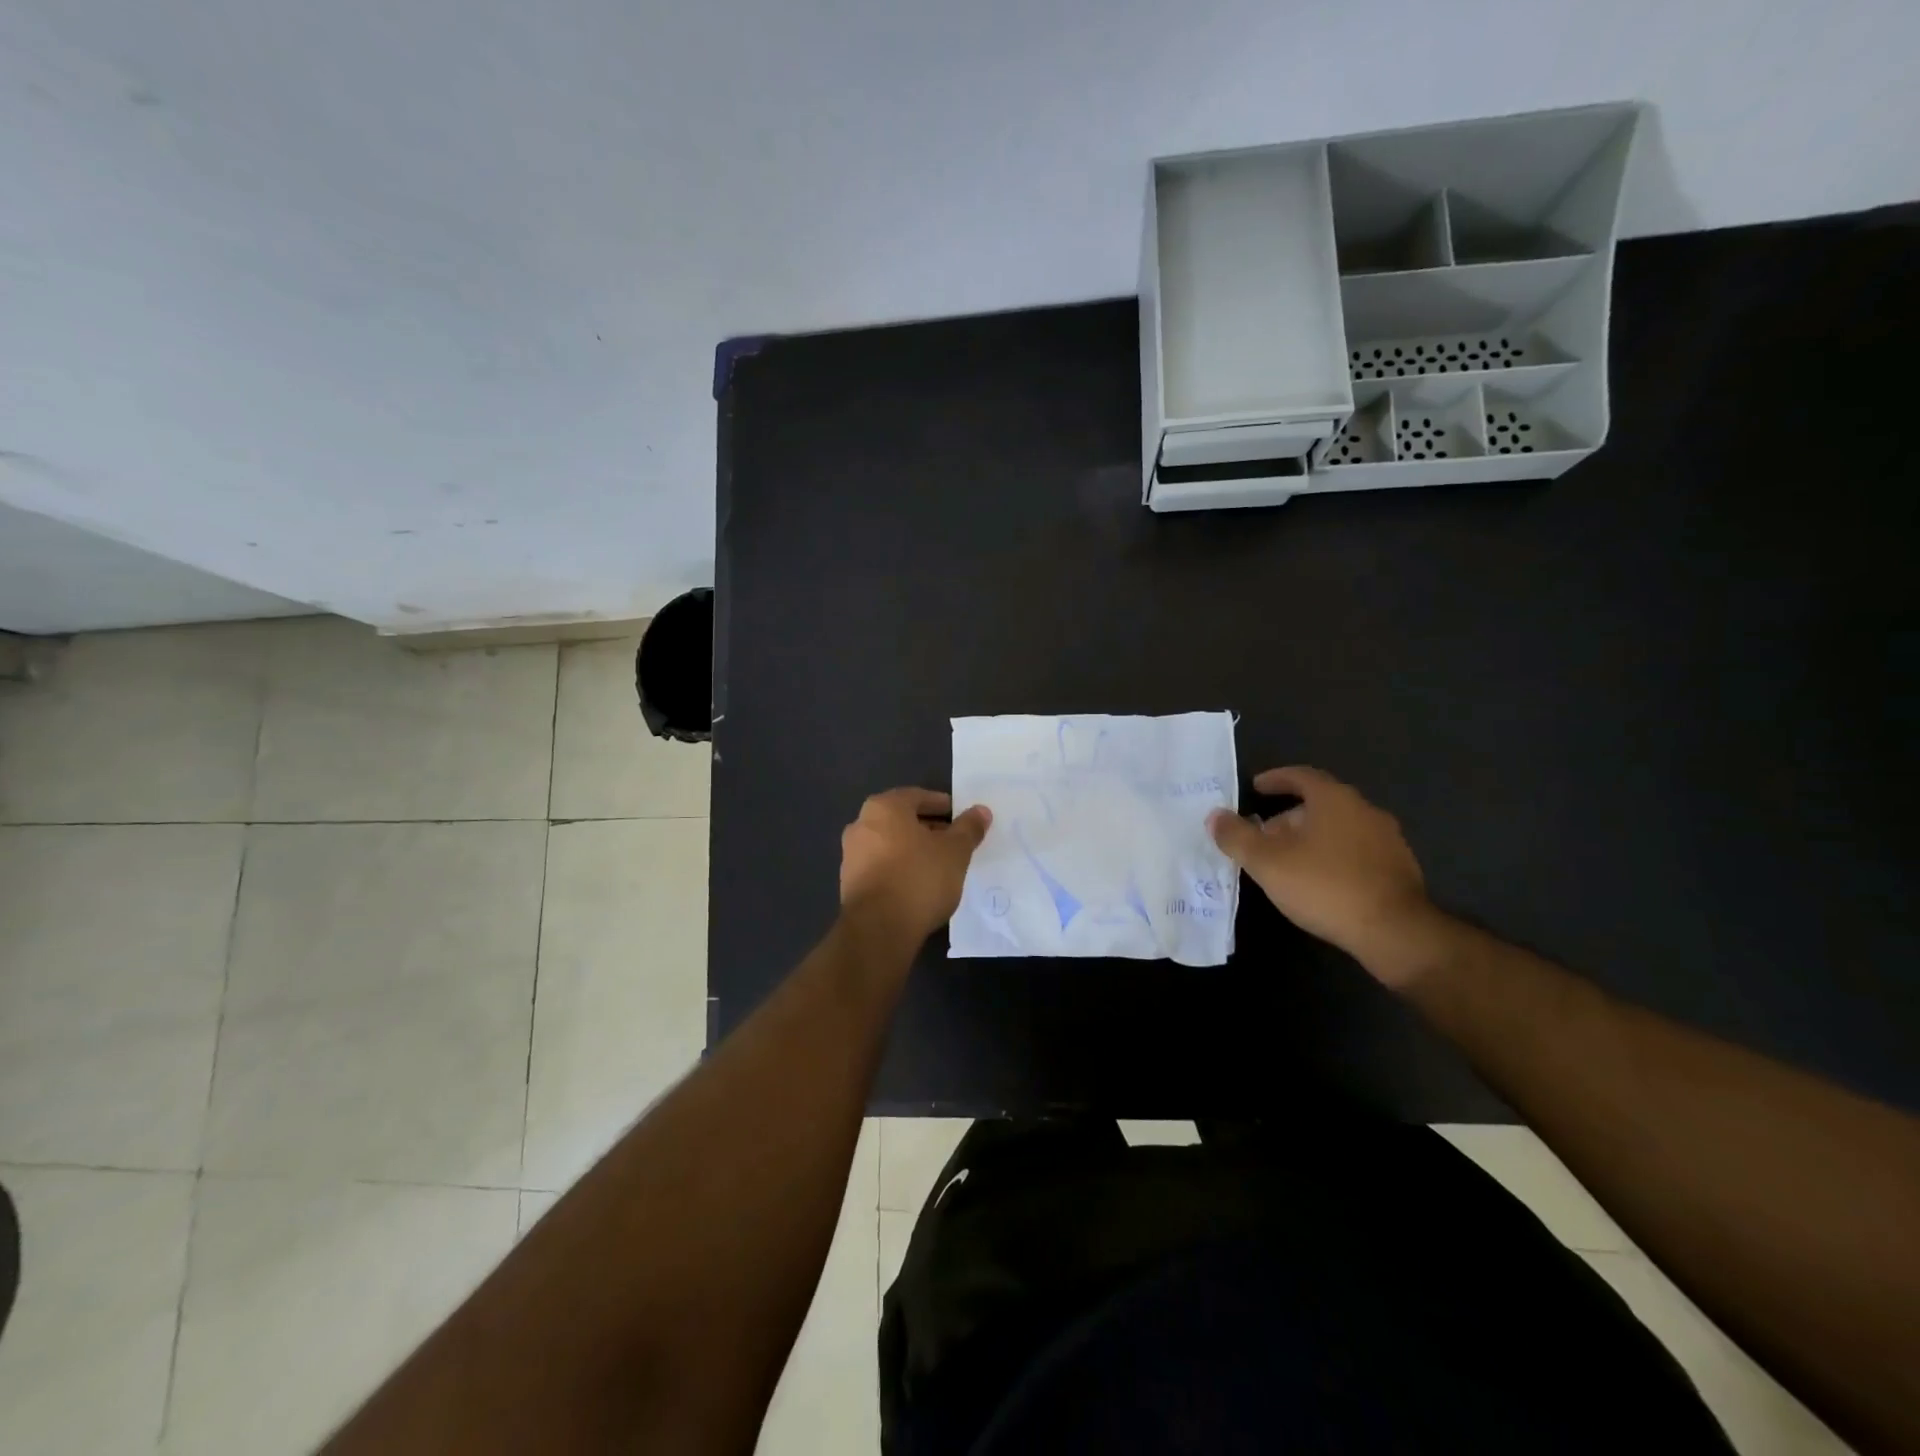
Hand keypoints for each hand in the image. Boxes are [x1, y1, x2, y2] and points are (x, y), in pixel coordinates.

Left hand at [840, 788, 991, 944]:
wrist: (879, 929)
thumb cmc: (919, 877)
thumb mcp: (955, 851)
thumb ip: (968, 828)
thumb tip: (981, 811)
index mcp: (884, 808)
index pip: (917, 797)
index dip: (942, 805)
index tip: (961, 817)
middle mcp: (861, 825)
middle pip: (902, 820)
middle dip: (928, 828)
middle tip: (954, 841)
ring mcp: (851, 855)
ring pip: (890, 844)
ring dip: (913, 850)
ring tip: (940, 865)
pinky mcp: (850, 883)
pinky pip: (882, 866)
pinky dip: (900, 869)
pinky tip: (918, 884)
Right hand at [1208, 767, 1439, 985]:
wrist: (1394, 931)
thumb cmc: (1324, 886)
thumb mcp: (1267, 862)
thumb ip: (1237, 836)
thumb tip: (1215, 816)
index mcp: (1334, 799)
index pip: (1301, 776)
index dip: (1275, 779)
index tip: (1256, 788)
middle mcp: (1364, 809)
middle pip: (1319, 803)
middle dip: (1288, 816)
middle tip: (1264, 836)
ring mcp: (1387, 838)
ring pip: (1339, 828)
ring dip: (1312, 837)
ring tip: (1288, 861)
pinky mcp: (1399, 867)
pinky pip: (1356, 850)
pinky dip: (1334, 855)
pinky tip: (1320, 881)